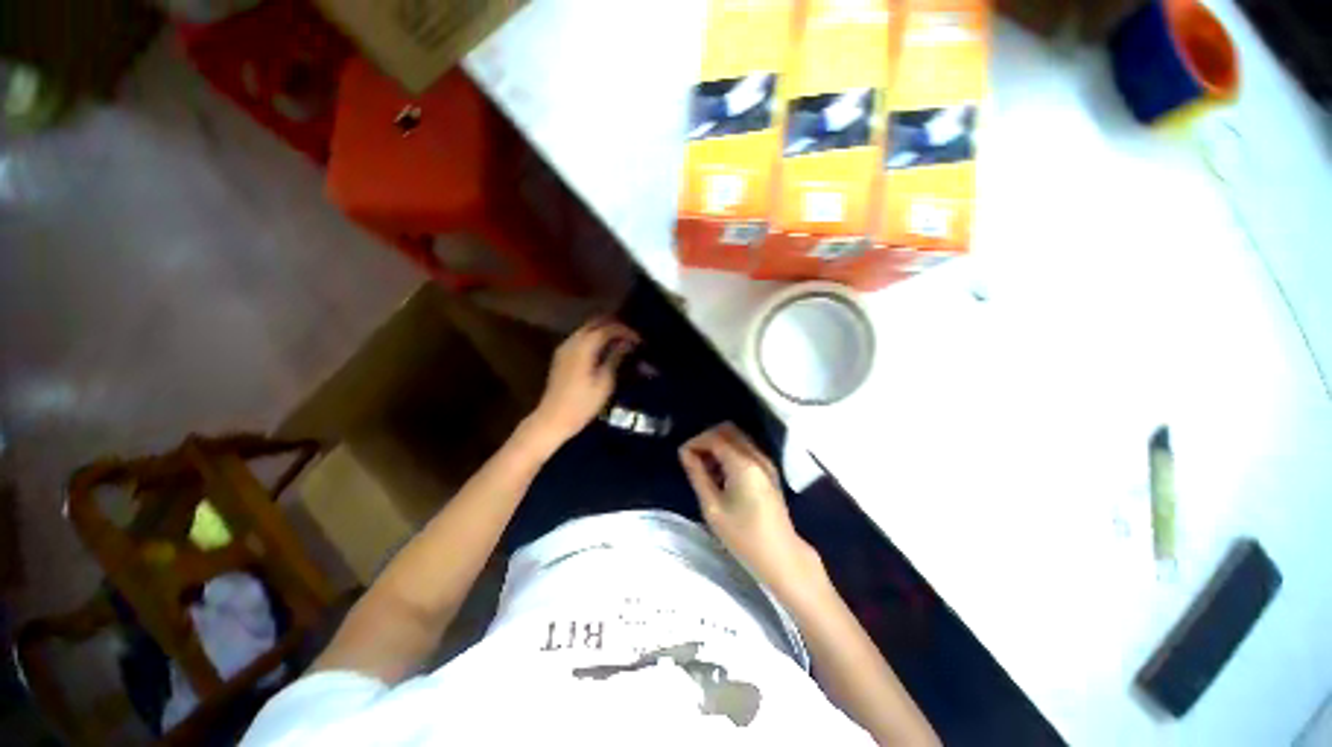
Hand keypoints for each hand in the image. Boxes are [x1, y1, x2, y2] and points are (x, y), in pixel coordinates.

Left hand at [526, 318, 638, 447]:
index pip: (608, 328)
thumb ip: (616, 357)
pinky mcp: (562, 356)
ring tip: (622, 343)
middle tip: (632, 337)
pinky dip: (595, 338)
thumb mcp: (605, 382)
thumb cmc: (583, 403)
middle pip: (595, 322)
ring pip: (587, 328)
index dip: (626, 331)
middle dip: (615, 326)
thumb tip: (627, 343)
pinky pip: (581, 337)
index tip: (640, 341)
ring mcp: (564, 347)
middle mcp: (572, 341)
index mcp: (584, 346)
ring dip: (605, 331)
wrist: (553, 419)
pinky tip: (605, 349)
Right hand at [680, 423, 818, 588]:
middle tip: (693, 459)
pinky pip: (745, 449)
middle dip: (707, 439)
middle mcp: (756, 456)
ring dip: (718, 445)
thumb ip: (697, 475)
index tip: (682, 456)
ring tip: (704, 468)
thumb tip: (685, 453)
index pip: (715, 438)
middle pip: (728, 430)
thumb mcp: (713, 508)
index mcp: (743, 464)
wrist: (781, 557)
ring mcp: (765, 462)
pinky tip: (720, 474)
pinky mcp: (768, 470)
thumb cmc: (744, 536)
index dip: (695, 442)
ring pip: (737, 437)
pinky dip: (729, 452)